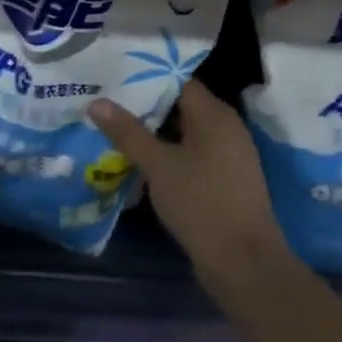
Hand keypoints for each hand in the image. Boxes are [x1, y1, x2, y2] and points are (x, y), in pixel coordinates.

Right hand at [88, 80, 289, 301]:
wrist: (244, 265)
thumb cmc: (201, 204)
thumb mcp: (158, 166)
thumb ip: (128, 132)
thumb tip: (97, 102)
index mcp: (215, 115)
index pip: (178, 80)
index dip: (146, 77)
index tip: (114, 77)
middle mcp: (227, 128)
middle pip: (181, 105)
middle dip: (145, 105)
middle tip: (107, 101)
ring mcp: (228, 155)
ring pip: (184, 132)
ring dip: (154, 131)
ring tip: (115, 128)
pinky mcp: (225, 180)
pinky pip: (191, 154)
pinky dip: (167, 152)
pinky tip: (139, 159)